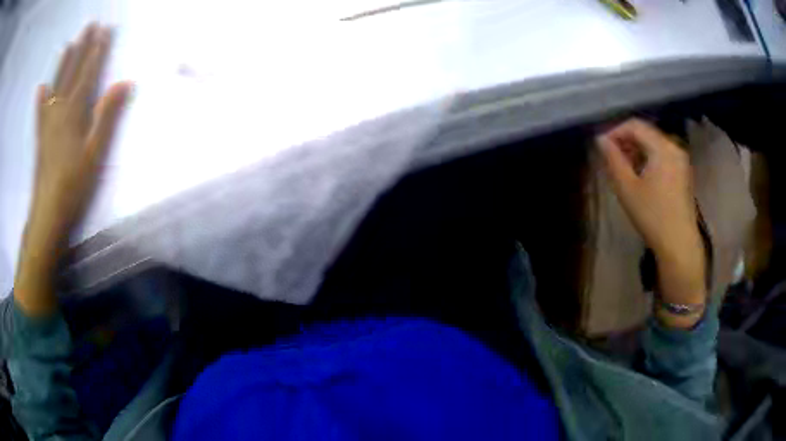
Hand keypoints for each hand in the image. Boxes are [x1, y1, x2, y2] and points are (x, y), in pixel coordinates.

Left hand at [30, 23, 131, 240]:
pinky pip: (40, 112)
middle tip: (90, 26)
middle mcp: (59, 110)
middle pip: (72, 73)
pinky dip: (40, 99)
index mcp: (74, 111)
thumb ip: (107, 116)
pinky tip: (41, 88)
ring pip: (56, 86)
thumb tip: (125, 82)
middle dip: (82, 48)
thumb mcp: (95, 152)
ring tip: (70, 44)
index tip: (106, 30)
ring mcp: (47, 124)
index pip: (88, 73)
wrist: (48, 214)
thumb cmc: (73, 185)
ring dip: (63, 64)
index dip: (97, 51)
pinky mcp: (40, 138)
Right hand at [597, 119, 705, 327]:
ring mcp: (681, 160)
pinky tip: (641, 176)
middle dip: (626, 141)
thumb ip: (613, 159)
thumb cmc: (653, 215)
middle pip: (646, 133)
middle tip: (611, 158)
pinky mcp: (684, 173)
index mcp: (662, 146)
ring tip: (624, 168)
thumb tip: (601, 140)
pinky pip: (663, 155)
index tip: (602, 146)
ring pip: (654, 144)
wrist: (679, 244)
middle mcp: (674, 147)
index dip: (615, 131)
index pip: (635, 125)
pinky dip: (649, 159)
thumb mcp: (627, 187)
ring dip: (637, 151)